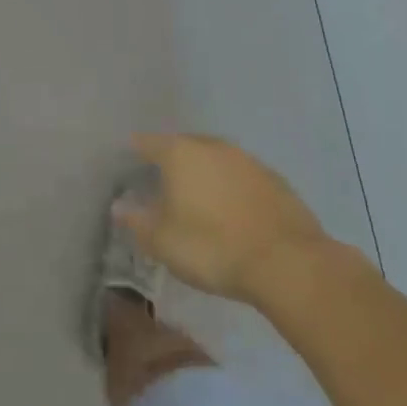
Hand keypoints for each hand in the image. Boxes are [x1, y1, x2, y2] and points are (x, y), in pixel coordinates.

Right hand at [121, 134, 329, 303]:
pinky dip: (231, 187)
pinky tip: (230, 210)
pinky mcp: (275, 180)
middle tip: (160, 183)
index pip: (148, 143)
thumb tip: (119, 206)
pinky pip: (241, 177)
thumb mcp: (162, 241)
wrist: (287, 263)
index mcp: (180, 153)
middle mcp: (213, 146)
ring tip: (196, 197)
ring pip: (216, 159)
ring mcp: (248, 160)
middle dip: (171, 161)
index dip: (135, 152)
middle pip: (184, 146)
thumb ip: (137, 221)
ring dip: (204, 173)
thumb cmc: (212, 247)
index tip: (128, 164)